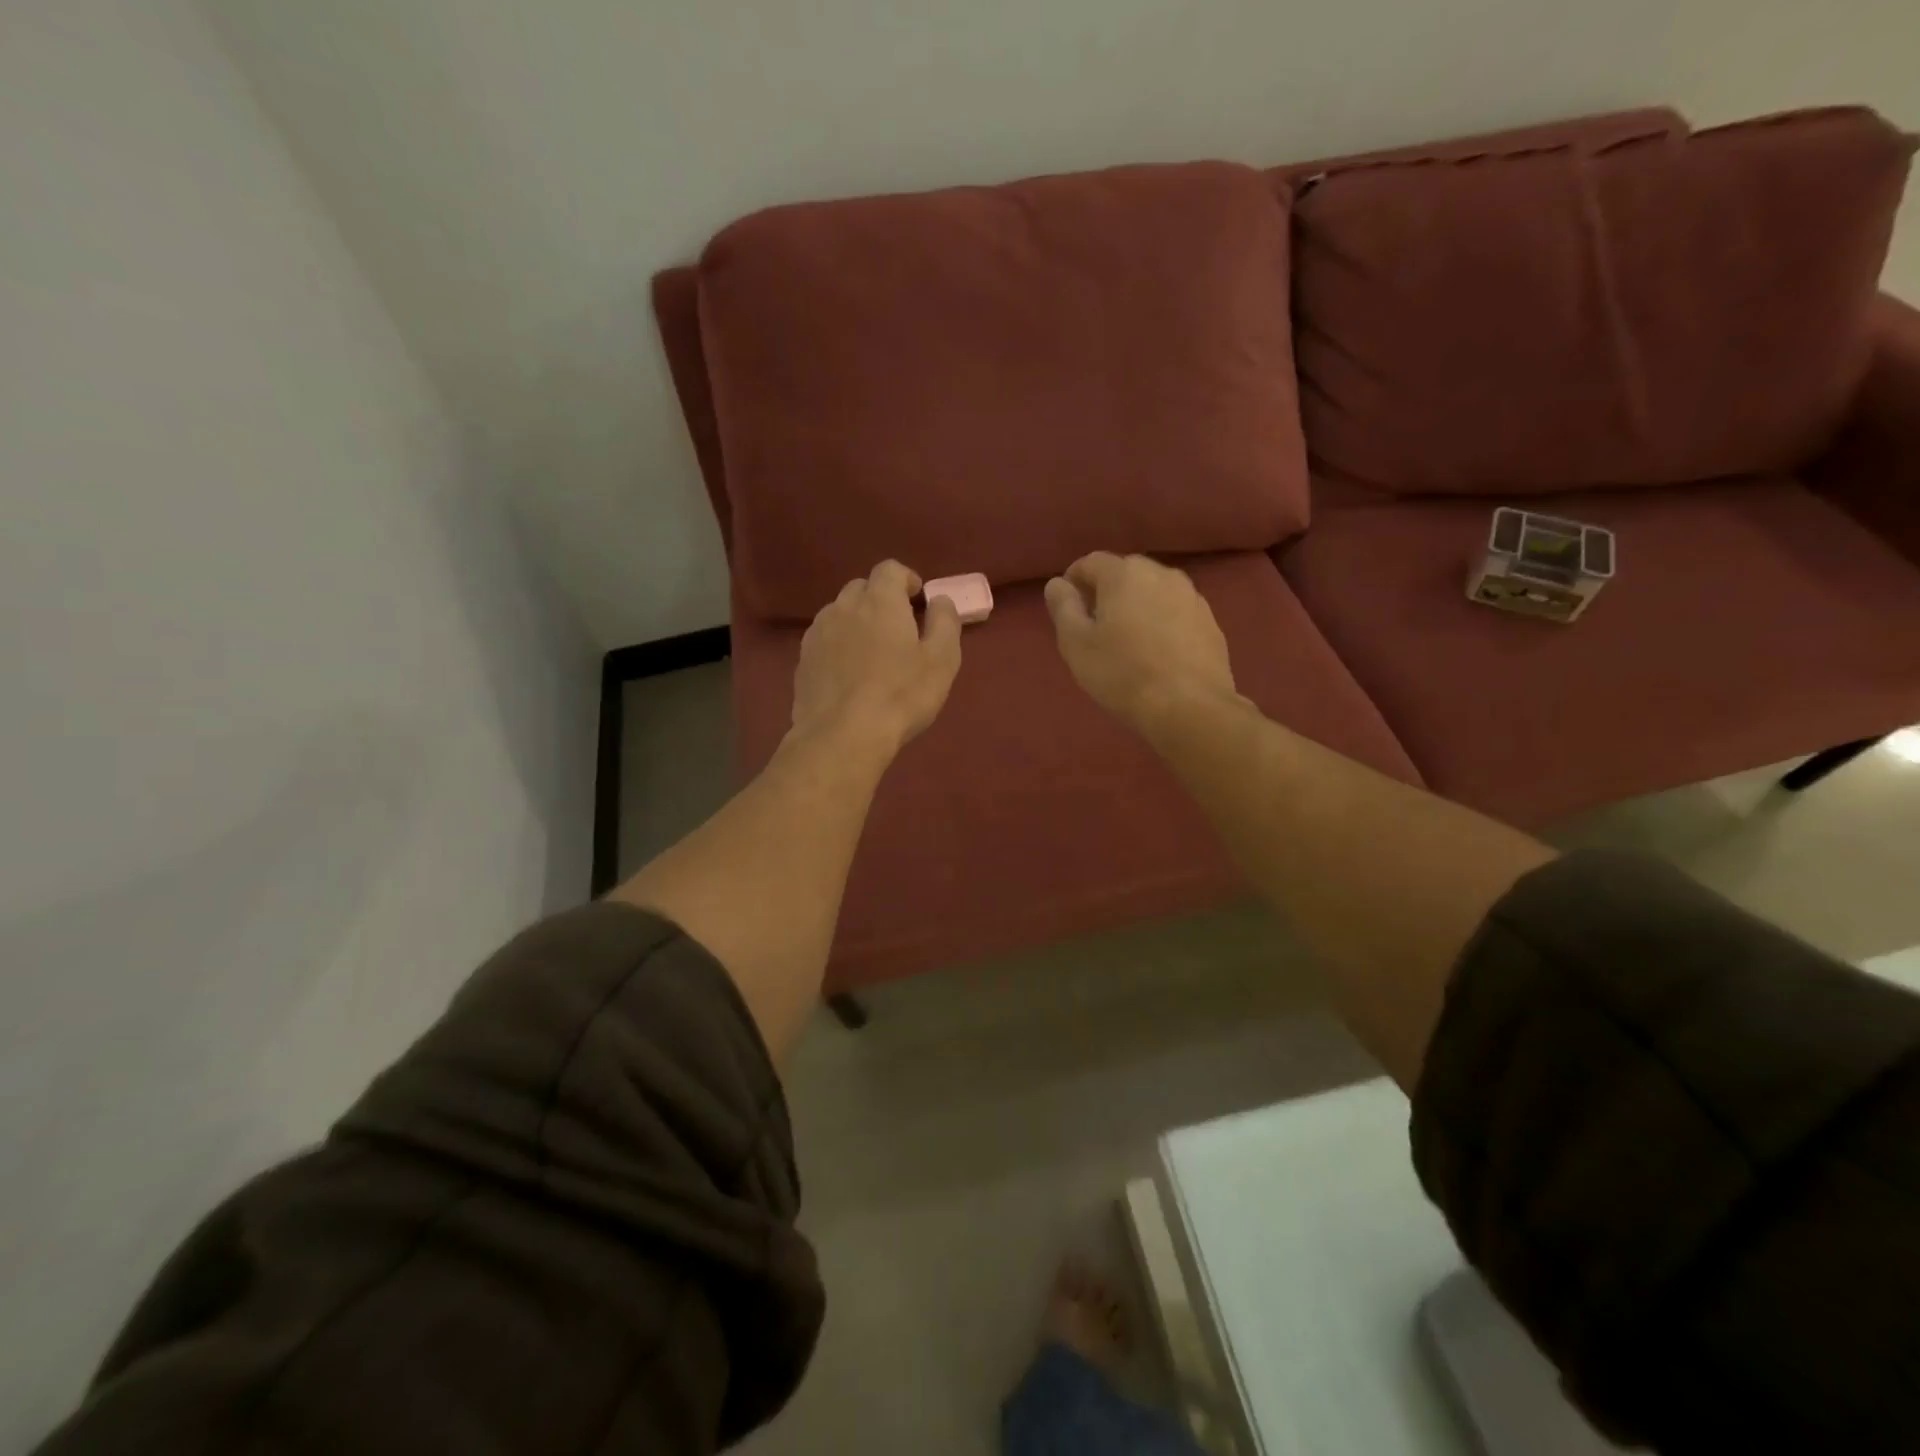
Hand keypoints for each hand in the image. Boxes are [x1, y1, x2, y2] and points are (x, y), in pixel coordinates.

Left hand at [791, 561, 961, 753]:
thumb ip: (945, 621)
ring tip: (871, 654)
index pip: (890, 569)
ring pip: (840, 613)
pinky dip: (839, 646)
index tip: (918, 600)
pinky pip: (825, 639)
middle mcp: (843, 607)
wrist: (842, 736)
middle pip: (862, 588)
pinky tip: (849, 675)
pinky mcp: (802, 659)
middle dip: (880, 600)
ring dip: (857, 622)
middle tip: (898, 629)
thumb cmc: (901, 696)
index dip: (906, 579)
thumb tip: (939, 600)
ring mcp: (818, 633)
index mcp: (880, 601)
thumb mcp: (942, 660)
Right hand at [1044, 552, 1235, 730]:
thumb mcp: (1076, 644)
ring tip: (1128, 640)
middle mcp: (1161, 574)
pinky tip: (1157, 652)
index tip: (1067, 608)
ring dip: (1137, 606)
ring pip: (1154, 591)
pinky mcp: (1210, 621)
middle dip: (1107, 592)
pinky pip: (1176, 612)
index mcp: (1124, 574)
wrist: (1189, 707)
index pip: (1090, 562)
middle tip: (1095, 626)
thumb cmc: (1122, 674)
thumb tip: (1057, 584)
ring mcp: (1192, 596)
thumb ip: (1063, 608)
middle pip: (1125, 573)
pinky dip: (1162, 622)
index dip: (1073, 581)